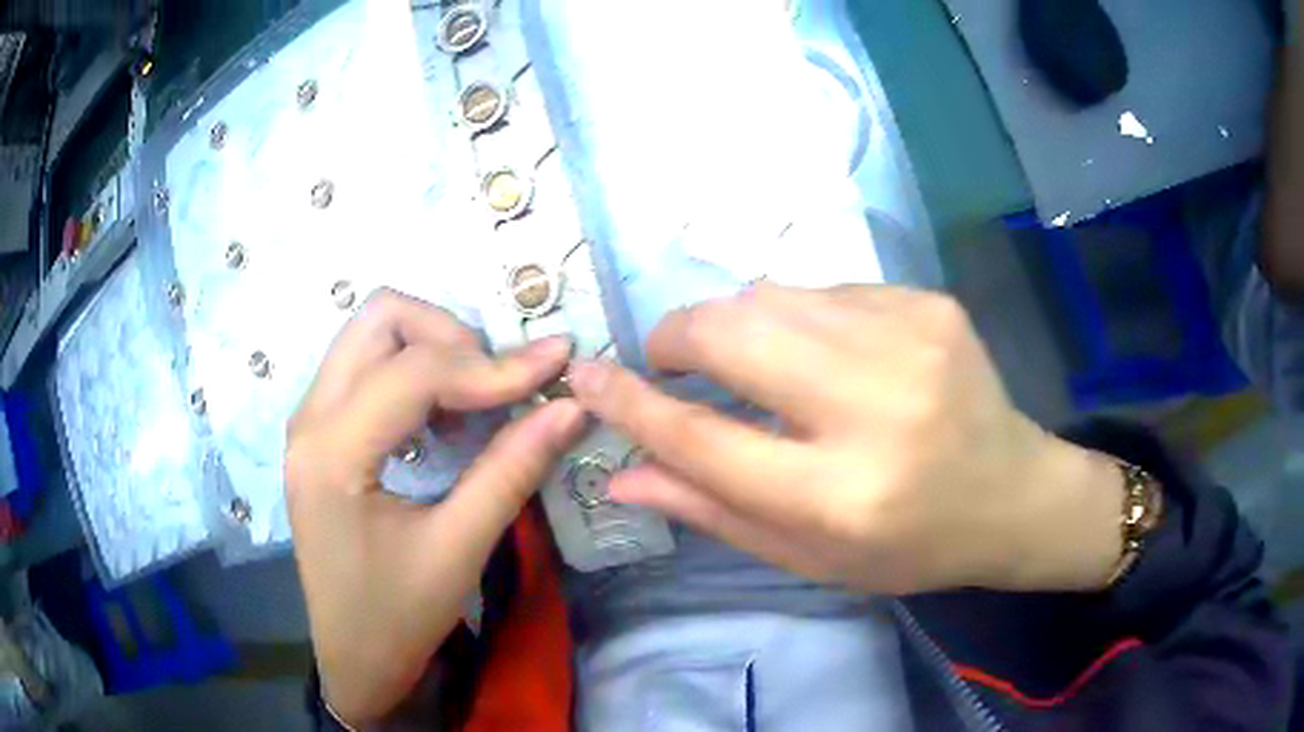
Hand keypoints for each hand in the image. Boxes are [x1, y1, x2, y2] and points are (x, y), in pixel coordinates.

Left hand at [285, 290, 583, 723]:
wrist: (353, 658)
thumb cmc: (399, 617)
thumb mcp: (459, 549)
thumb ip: (512, 470)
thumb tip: (569, 405)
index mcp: (333, 453)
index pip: (415, 371)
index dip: (492, 365)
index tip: (555, 368)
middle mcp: (309, 418)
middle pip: (380, 318)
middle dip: (451, 335)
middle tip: (498, 383)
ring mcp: (308, 420)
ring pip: (370, 332)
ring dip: (431, 347)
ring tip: (473, 401)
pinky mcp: (320, 431)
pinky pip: (365, 365)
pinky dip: (412, 370)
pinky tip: (441, 420)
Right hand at [569, 283, 1124, 594]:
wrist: (1012, 495)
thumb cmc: (909, 545)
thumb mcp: (810, 557)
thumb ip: (714, 510)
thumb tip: (624, 473)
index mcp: (840, 497)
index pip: (703, 438)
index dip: (631, 404)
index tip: (584, 375)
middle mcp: (875, 409)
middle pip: (732, 335)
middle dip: (677, 338)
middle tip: (670, 361)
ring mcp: (909, 340)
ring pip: (771, 295)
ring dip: (736, 325)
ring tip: (750, 364)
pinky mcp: (928, 304)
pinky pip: (825, 290)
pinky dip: (799, 318)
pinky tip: (825, 355)